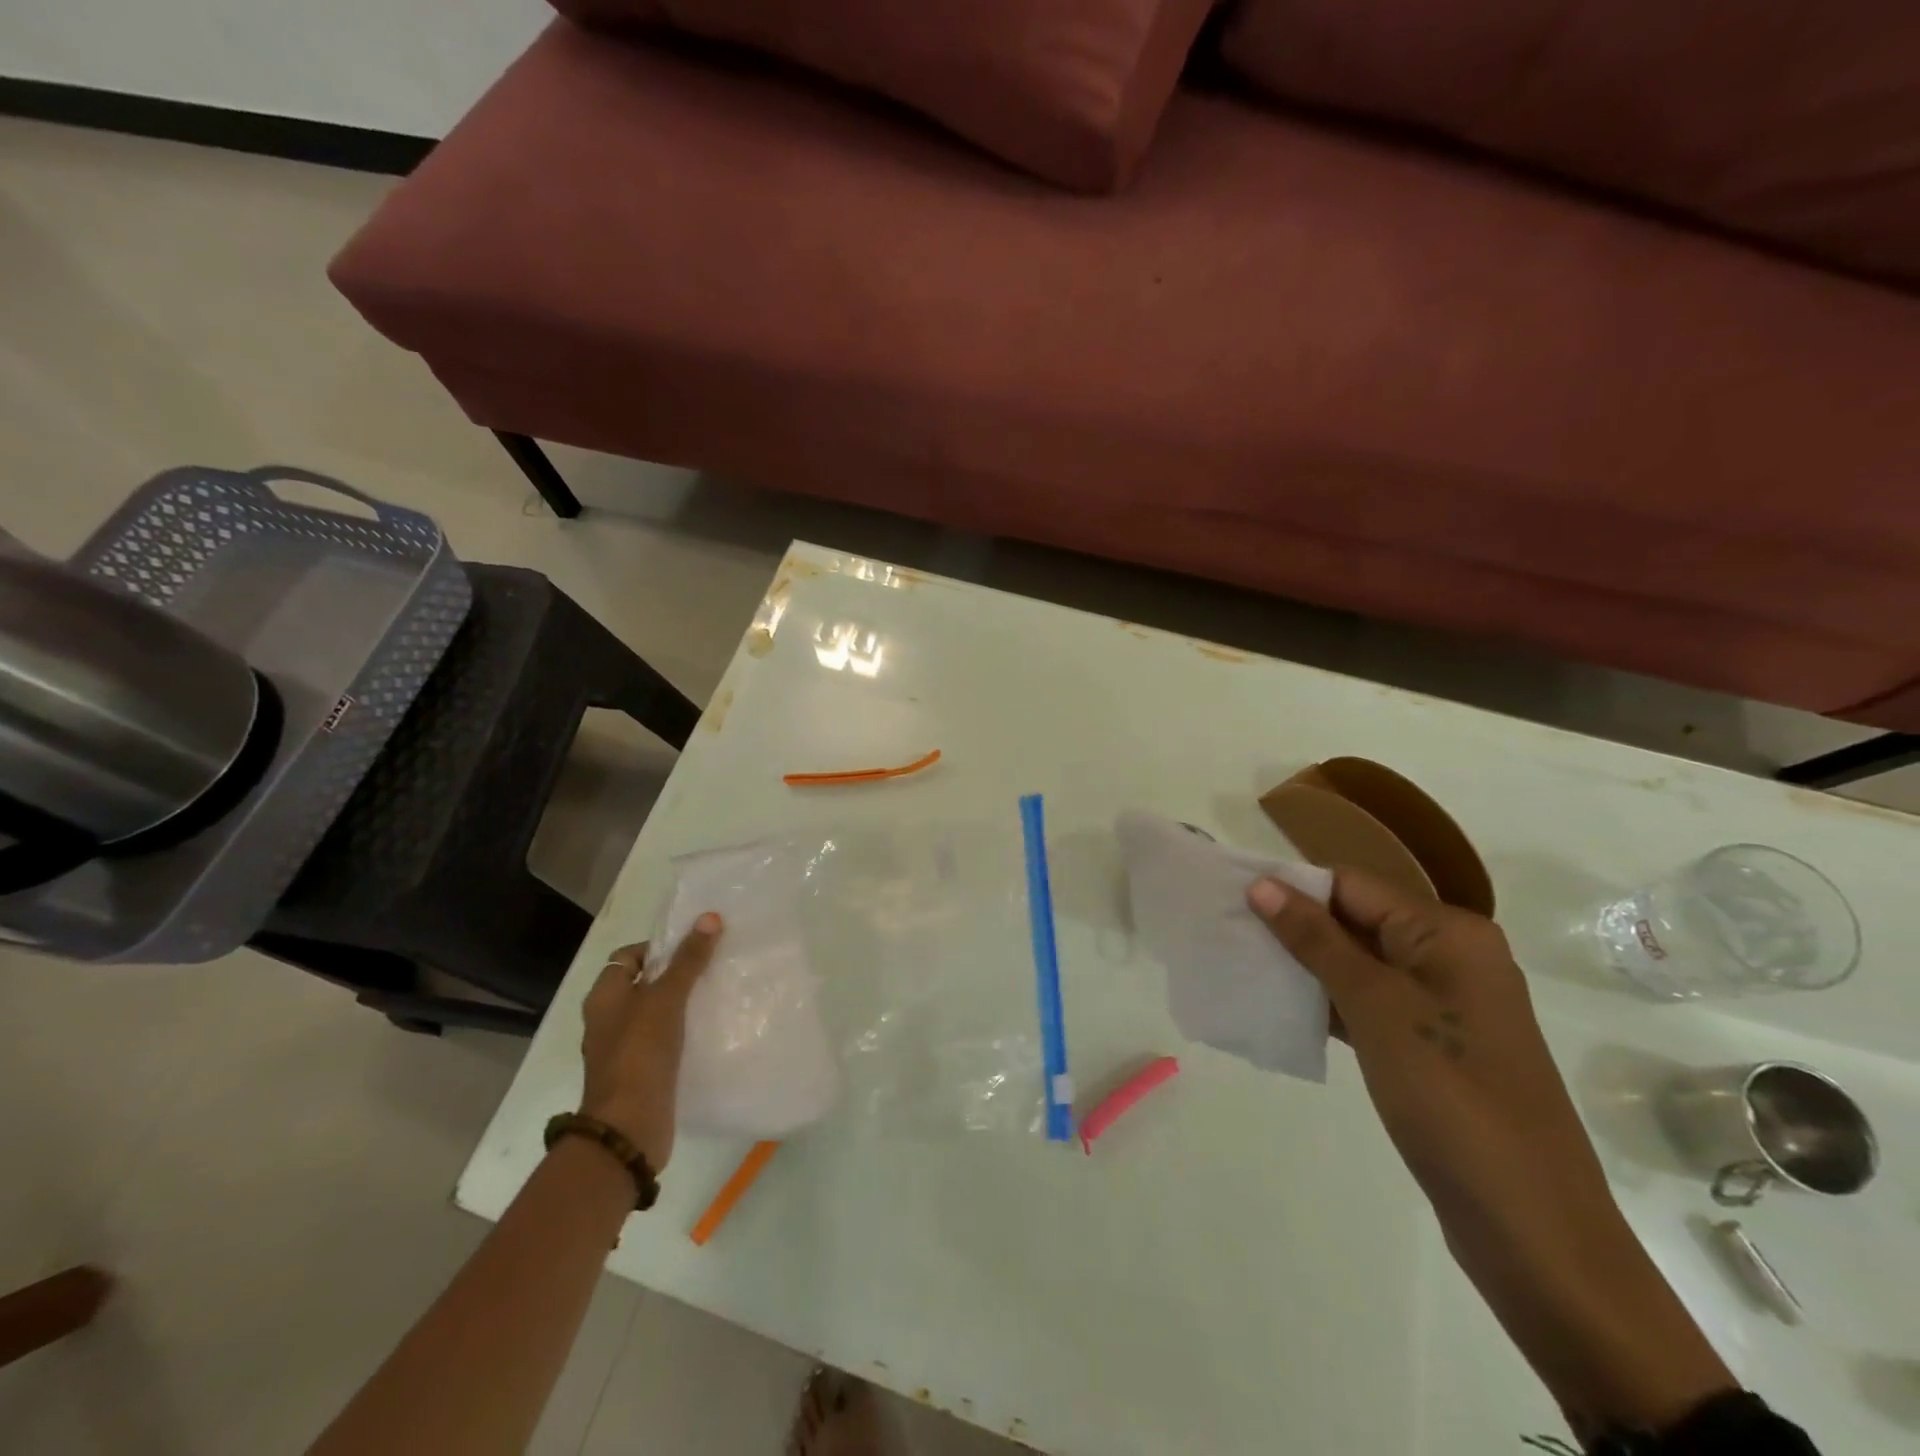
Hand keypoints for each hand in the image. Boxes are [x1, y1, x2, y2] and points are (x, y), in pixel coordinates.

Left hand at [579, 912, 721, 1170]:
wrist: (629, 1126)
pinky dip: (683, 1032)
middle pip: (643, 984)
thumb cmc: (640, 1052)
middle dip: (675, 974)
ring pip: (655, 1013)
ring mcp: (624, 1048)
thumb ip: (688, 959)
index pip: (627, 957)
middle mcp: (609, 1019)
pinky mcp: (642, 1072)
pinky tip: (709, 1029)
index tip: (691, 947)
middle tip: (712, 965)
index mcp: (604, 997)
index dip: (656, 948)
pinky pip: (664, 1040)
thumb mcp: (666, 998)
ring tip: (716, 992)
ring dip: (681, 1004)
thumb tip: (709, 917)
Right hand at [1247, 870, 1732, 1433]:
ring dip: (1305, 964)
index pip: (1352, 884)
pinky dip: (1328, 1002)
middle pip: (1356, 919)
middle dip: (1293, 925)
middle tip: (1228, 932)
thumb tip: (1263, 884)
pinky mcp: (1432, 1046)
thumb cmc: (1451, 1099)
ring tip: (1242, 964)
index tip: (1231, 899)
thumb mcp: (1376, 1006)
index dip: (1291, 888)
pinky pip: (1370, 1003)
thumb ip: (1317, 940)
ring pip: (1358, 963)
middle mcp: (1451, 957)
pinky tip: (1280, 1007)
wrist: (1532, 1229)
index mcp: (1449, 933)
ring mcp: (1444, 1005)